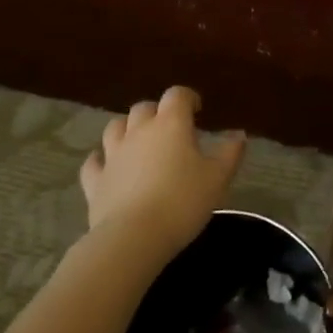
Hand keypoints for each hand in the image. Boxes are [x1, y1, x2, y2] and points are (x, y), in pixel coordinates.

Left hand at [79, 86, 245, 260]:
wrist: (134, 237)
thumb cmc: (183, 202)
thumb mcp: (218, 178)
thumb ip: (230, 153)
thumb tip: (239, 134)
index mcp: (171, 124)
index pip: (177, 95)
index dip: (188, 98)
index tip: (197, 110)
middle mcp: (139, 131)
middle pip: (144, 108)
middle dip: (157, 112)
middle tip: (170, 128)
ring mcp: (113, 155)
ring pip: (115, 127)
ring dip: (127, 129)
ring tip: (138, 141)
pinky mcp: (95, 180)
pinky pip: (94, 162)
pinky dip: (101, 159)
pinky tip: (107, 166)